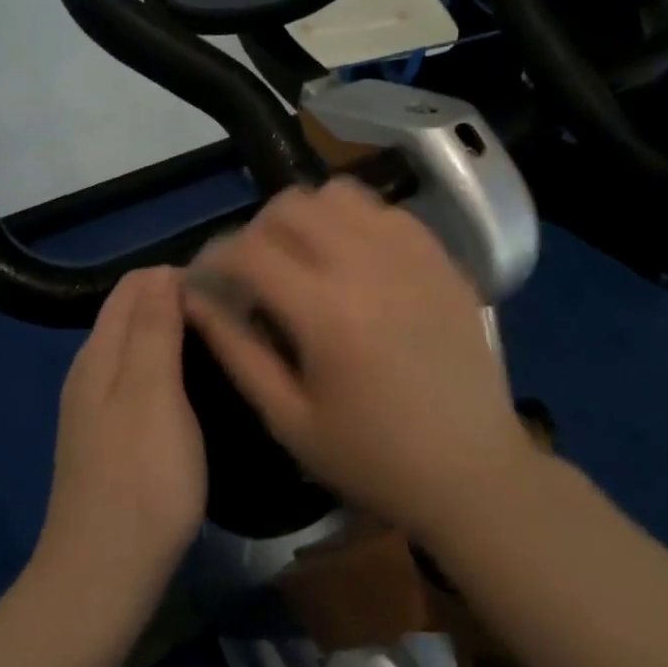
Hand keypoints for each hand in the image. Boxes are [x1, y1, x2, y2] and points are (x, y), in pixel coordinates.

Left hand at [34, 268, 206, 605]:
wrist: (102, 579)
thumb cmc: (140, 481)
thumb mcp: (152, 393)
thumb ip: (154, 328)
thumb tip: (165, 271)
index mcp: (100, 352)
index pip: (136, 283)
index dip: (181, 275)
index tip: (229, 290)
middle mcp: (91, 370)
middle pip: (134, 311)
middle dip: (180, 300)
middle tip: (236, 316)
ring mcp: (97, 407)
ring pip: (138, 346)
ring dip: (177, 334)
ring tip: (226, 345)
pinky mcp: (110, 438)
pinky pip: (140, 380)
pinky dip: (170, 368)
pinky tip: (199, 390)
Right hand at [183, 180, 533, 543]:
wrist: (473, 473)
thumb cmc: (373, 458)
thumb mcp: (288, 418)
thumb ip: (235, 349)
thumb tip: (193, 298)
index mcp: (326, 311)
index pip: (249, 249)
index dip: (213, 257)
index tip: (207, 279)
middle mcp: (369, 265)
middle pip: (290, 205)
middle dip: (256, 231)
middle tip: (253, 273)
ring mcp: (413, 254)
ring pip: (338, 193)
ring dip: (306, 217)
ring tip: (302, 259)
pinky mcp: (442, 258)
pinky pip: (385, 211)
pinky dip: (354, 222)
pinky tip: (353, 261)